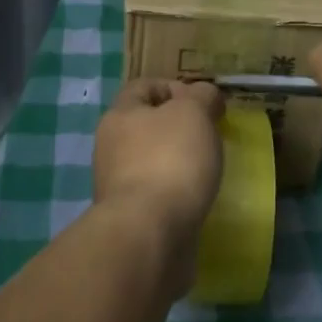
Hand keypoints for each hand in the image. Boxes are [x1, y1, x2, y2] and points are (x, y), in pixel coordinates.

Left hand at [93, 79, 225, 238]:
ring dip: (178, 162)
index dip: (174, 87)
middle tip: (210, 135)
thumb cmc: (170, 160)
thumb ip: (202, 96)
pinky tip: (197, 198)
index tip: (203, 103)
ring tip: (208, 169)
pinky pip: (157, 194)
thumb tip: (204, 96)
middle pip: (147, 125)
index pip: (143, 87)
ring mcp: (118, 185)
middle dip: (179, 127)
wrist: (150, 234)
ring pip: (152, 161)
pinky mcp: (131, 217)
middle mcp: (111, 147)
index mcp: (120, 115)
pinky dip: (176, 193)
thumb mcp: (194, 112)